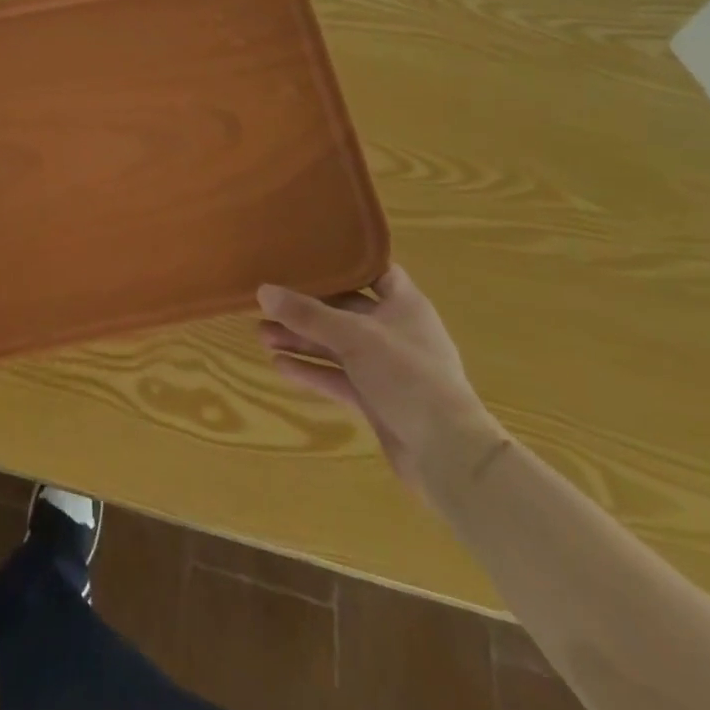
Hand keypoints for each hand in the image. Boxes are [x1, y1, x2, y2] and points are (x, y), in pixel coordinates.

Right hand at [258, 267, 507, 503]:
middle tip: (268, 302)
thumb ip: (307, 314)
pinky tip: (279, 366)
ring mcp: (386, 368)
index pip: (373, 271)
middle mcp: (395, 332)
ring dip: (302, 340)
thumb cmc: (408, 376)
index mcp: (404, 305)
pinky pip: (337, 377)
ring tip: (262, 334)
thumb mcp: (353, 336)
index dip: (343, 262)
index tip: (306, 254)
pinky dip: (311, 371)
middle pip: (344, 310)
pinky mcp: (376, 399)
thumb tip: (262, 290)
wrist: (448, 455)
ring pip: (336, 345)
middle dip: (306, 308)